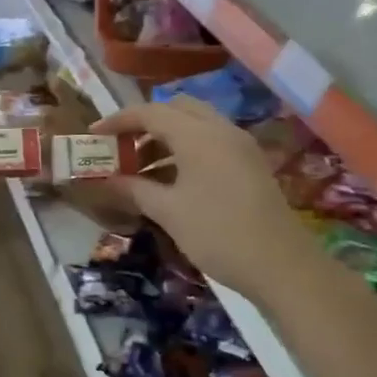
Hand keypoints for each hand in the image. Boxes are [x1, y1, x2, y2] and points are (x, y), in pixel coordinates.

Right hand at [92, 97, 306, 297]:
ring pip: (195, 126)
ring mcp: (240, 146)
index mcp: (199, 135)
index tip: (94, 135)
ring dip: (165, 139)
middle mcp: (221, 130)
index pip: (151, 112)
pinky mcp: (250, 164)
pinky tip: (170, 181)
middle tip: (122, 148)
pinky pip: (210, 143)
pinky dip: (185, 151)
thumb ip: (134, 189)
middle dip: (145, 124)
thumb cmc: (218, 234)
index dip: (119, 121)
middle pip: (176, 109)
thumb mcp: (168, 212)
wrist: (282, 266)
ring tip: (140, 170)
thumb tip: (104, 181)